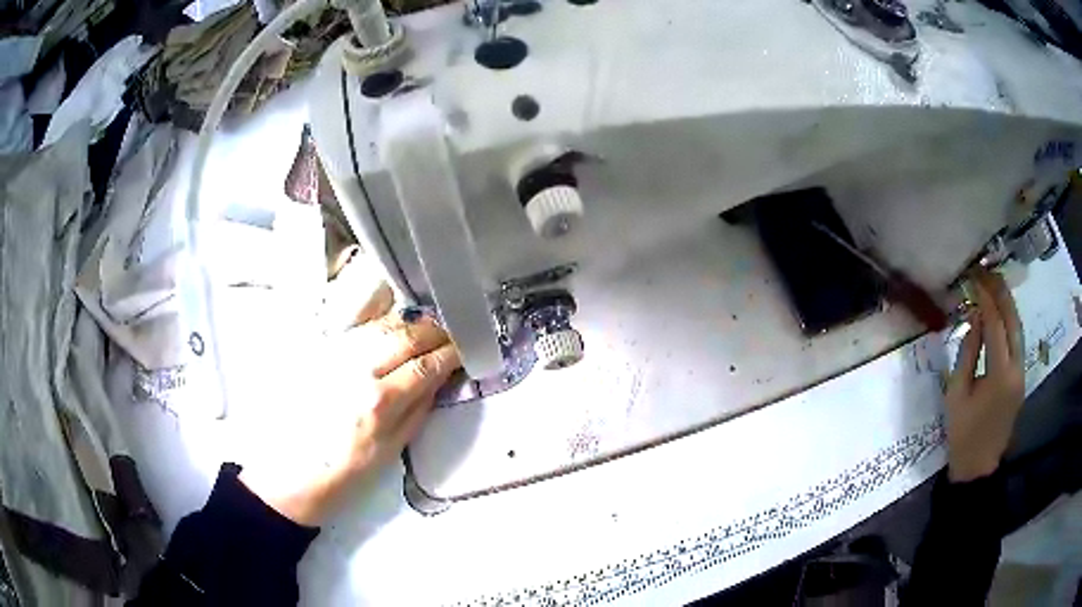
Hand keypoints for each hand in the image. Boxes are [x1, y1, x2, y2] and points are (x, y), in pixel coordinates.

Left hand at [241, 254, 460, 525]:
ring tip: (426, 328)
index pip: (425, 365)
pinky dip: (381, 324)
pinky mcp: (319, 356)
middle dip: (434, 330)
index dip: (450, 354)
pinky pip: (357, 330)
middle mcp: (357, 371)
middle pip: (404, 336)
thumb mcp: (390, 452)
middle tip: (450, 334)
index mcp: (379, 402)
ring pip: (380, 325)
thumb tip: (439, 381)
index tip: (465, 350)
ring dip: (409, 323)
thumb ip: (417, 412)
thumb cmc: (344, 475)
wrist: (290, 475)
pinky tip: (392, 329)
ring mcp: (334, 358)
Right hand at [944, 270, 1023, 482]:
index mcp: (1000, 374)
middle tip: (986, 272)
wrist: (978, 467)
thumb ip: (967, 352)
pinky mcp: (1021, 379)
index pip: (995, 325)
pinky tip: (1001, 312)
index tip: (974, 278)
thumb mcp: (957, 394)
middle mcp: (1017, 369)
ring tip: (994, 284)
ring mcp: (1022, 374)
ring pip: (1019, 329)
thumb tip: (974, 317)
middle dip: (1001, 293)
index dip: (986, 299)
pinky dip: (1010, 322)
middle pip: (1013, 321)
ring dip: (1008, 304)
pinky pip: (1018, 342)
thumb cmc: (963, 434)